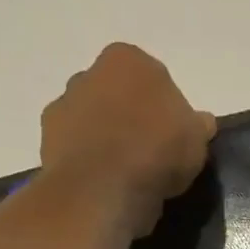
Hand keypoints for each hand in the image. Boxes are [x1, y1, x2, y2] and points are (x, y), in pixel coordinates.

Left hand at [39, 42, 216, 235]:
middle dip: (132, 122)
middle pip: (118, 99)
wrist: (101, 188)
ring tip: (127, 180)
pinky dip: (90, 164)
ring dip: (108, 143)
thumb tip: (201, 122)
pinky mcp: (48, 141)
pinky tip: (105, 187)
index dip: (166, 113)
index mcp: (128, 60)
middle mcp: (89, 72)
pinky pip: (78, 151)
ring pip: (95, 123)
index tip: (174, 142)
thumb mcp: (196, 141)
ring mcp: (64, 105)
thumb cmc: (155, 153)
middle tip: (151, 161)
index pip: (154, 81)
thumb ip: (199, 126)